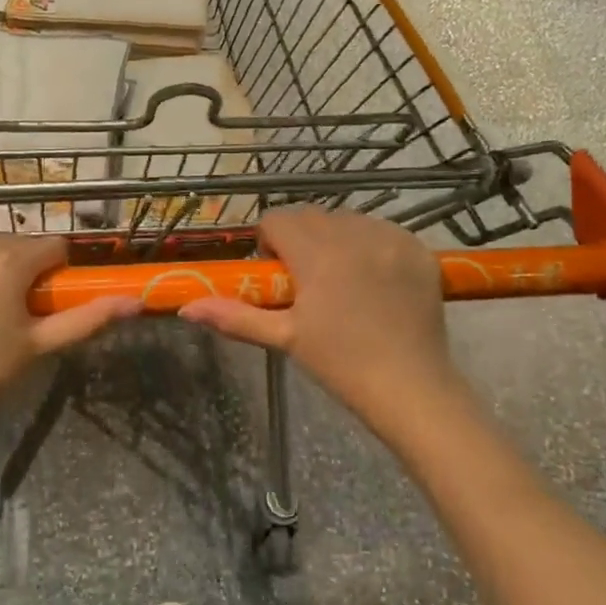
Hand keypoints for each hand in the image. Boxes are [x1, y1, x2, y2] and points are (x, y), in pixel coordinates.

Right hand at [179, 207, 469, 439]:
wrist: (411, 388)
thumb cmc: (341, 365)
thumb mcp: (285, 338)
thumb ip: (234, 317)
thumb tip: (187, 309)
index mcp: (318, 254)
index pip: (277, 219)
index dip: (270, 243)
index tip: (278, 275)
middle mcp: (355, 234)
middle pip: (311, 216)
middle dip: (301, 240)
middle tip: (307, 283)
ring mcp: (392, 238)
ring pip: (348, 219)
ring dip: (336, 239)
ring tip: (343, 281)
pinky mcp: (418, 249)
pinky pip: (383, 230)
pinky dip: (371, 246)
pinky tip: (375, 283)